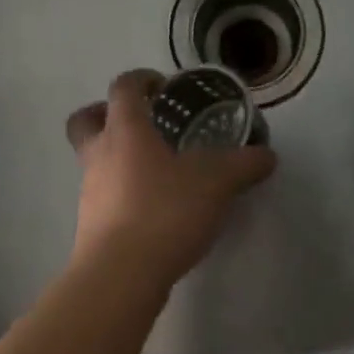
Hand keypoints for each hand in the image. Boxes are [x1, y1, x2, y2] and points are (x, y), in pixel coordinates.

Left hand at [65, 70, 276, 286]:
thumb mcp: (217, 183)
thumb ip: (244, 165)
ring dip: (119, 158)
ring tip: (159, 173)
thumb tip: (267, 156)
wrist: (121, 274)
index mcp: (125, 131)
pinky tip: (155, 210)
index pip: (123, 88)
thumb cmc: (165, 212)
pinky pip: (105, 196)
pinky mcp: (91, 226)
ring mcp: (90, 192)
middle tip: (140, 123)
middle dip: (106, 113)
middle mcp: (99, 155)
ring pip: (95, 161)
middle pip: (86, 120)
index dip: (142, 79)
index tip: (163, 86)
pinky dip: (124, 194)